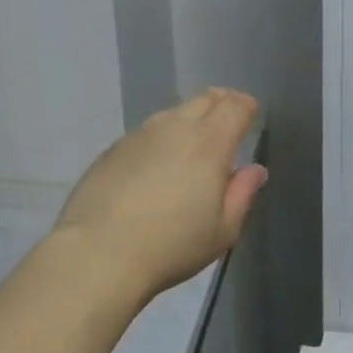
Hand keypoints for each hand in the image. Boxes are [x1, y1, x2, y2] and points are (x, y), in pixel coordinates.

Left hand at [53, 89, 266, 305]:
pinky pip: (146, 132)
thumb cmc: (171, 246)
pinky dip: (160, 137)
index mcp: (209, 144)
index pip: (233, 106)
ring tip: (192, 140)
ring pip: (172, 113)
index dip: (245, 105)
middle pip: (203, 99)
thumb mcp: (222, 231)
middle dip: (221, 102)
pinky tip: (156, 161)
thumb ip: (242, 194)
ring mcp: (140, 134)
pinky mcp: (113, 148)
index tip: (250, 111)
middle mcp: (175, 128)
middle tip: (227, 117)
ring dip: (189, 118)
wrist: (98, 253)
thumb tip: (254, 170)